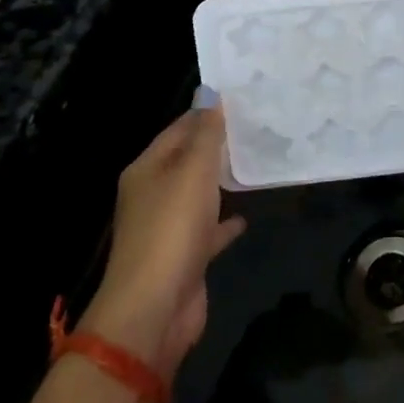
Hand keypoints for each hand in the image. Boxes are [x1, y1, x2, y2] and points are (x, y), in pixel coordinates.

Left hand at [83, 90, 245, 376]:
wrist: (154, 309)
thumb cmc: (172, 229)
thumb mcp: (193, 171)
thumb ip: (206, 133)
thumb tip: (211, 93)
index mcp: (147, 170)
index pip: (178, 129)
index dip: (206, 113)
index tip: (241, 98)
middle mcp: (152, 195)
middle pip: (187, 161)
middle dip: (216, 145)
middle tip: (256, 126)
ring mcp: (167, 229)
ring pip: (197, 195)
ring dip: (220, 182)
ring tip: (256, 163)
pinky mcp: (184, 258)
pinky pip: (207, 231)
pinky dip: (224, 223)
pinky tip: (246, 217)